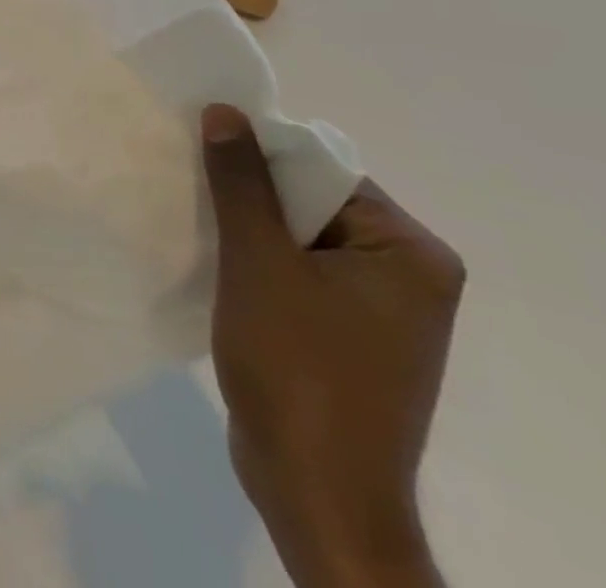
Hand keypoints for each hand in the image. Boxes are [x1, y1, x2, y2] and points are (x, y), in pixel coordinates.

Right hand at [201, 104, 463, 587]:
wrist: (315, 494)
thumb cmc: (296, 369)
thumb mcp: (259, 261)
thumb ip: (241, 181)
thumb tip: (226, 110)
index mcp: (411, 253)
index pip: (324, 173)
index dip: (261, 160)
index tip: (205, 161)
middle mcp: (409, 276)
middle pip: (312, 204)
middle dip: (251, 197)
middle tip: (195, 191)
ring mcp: (383, 311)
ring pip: (300, 239)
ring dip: (249, 231)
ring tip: (199, 225)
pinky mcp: (352, 337)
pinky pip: (300, 274)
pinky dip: (259, 265)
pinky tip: (219, 267)